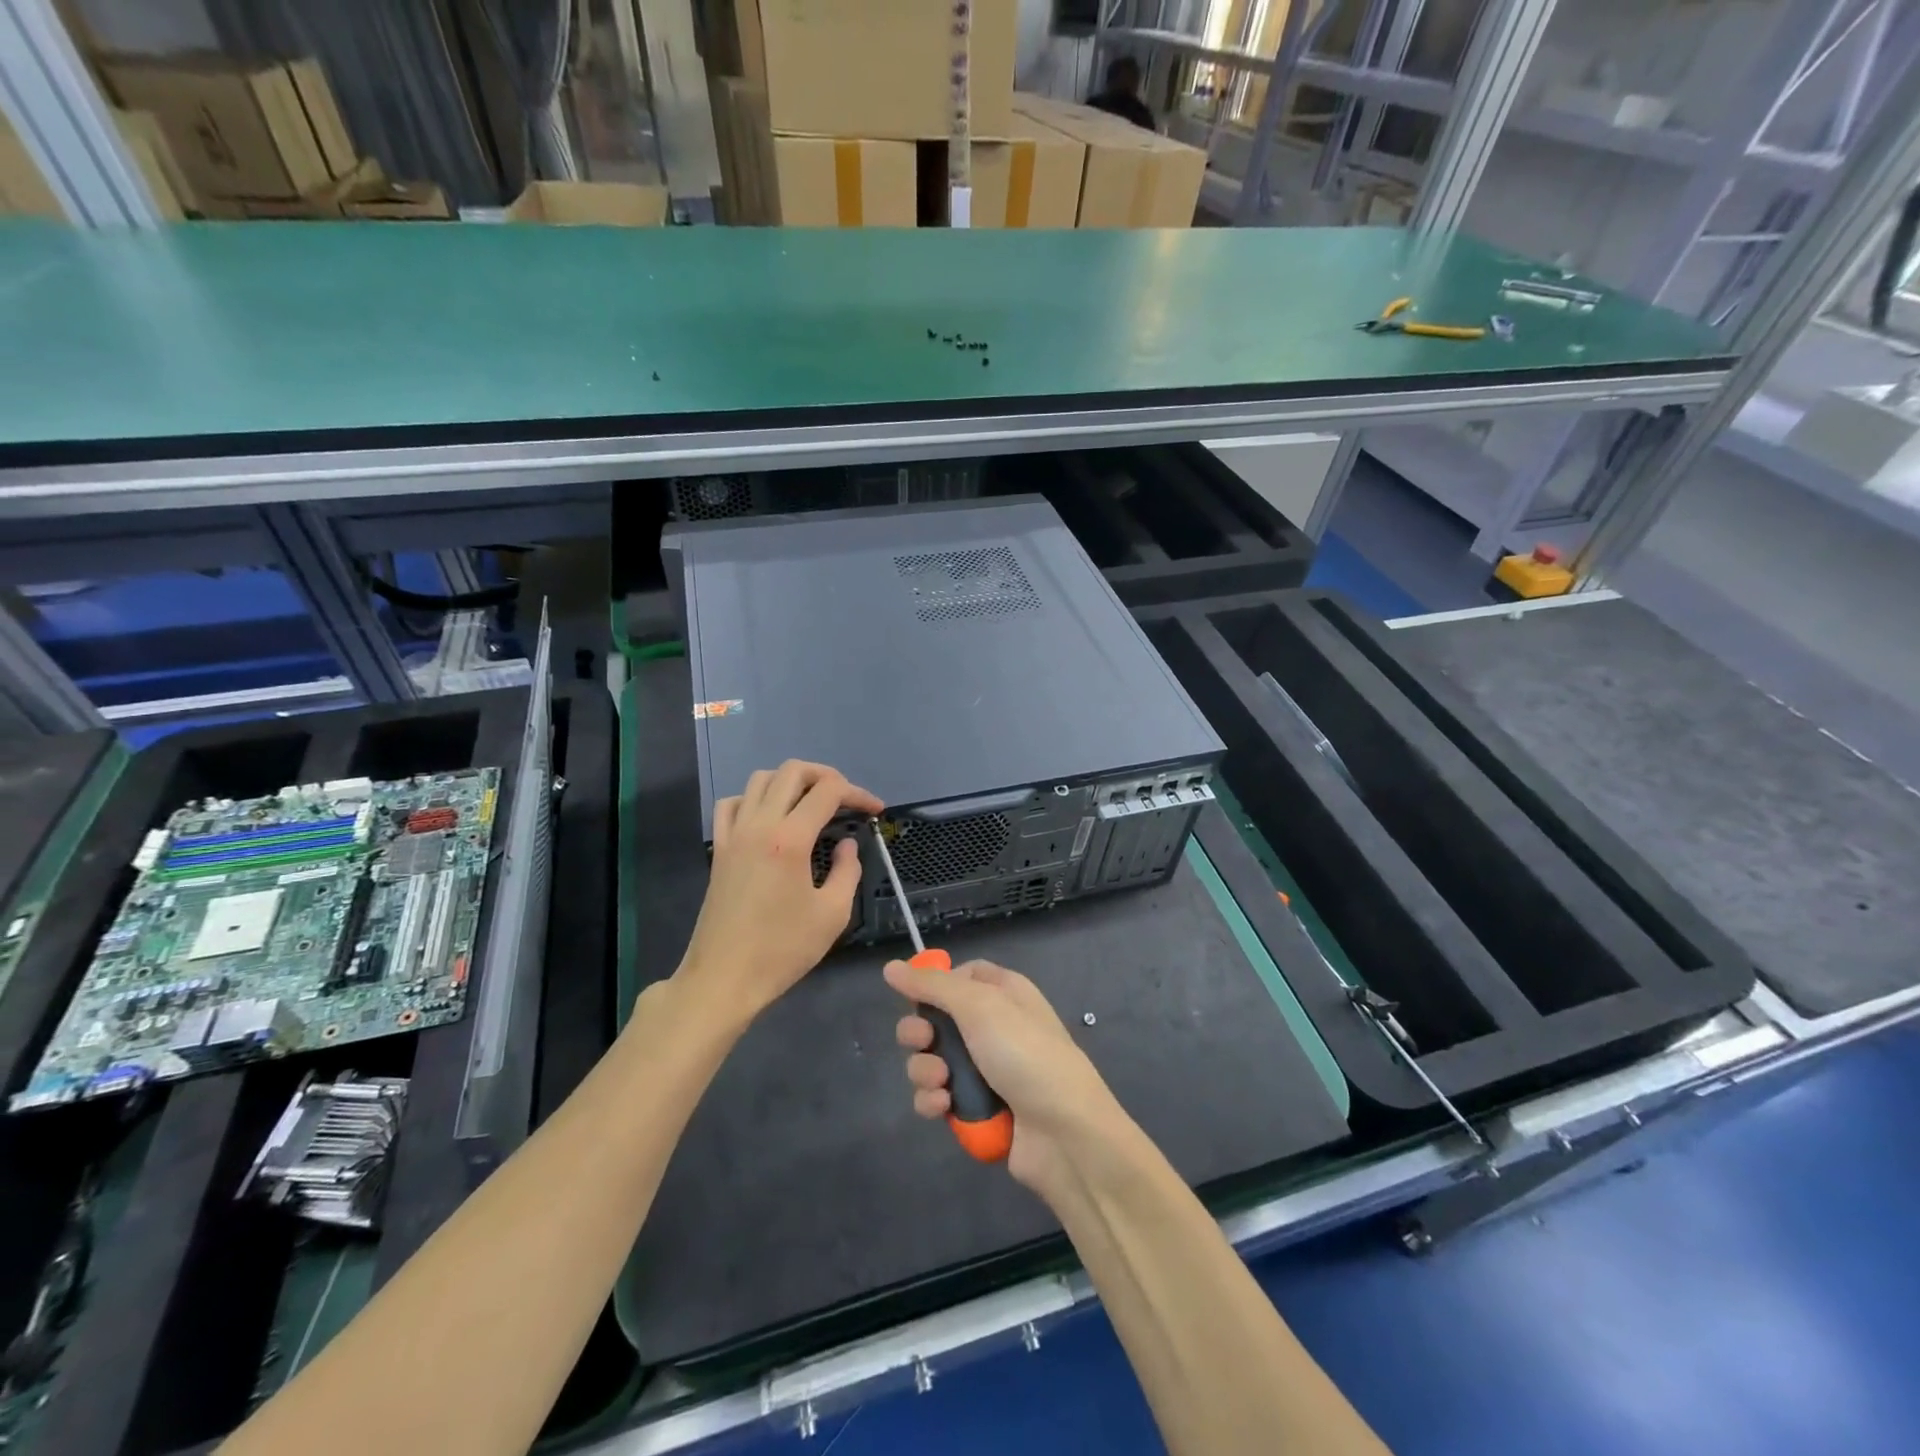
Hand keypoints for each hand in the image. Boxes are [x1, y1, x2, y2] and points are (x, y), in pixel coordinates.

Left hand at [678, 760, 882, 1024]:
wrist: (724, 979)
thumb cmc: (782, 950)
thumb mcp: (832, 914)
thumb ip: (848, 871)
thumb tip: (846, 844)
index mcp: (790, 839)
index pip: (828, 792)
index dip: (858, 794)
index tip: (875, 811)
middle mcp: (759, 825)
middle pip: (792, 771)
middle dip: (826, 776)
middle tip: (847, 799)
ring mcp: (734, 834)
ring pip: (760, 779)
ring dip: (791, 781)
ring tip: (811, 803)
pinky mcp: (719, 849)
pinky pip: (732, 804)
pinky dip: (754, 798)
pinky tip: (769, 816)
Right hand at [885, 959, 1126, 1194]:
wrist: (1064, 1134)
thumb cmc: (1025, 1054)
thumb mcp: (980, 1005)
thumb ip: (932, 985)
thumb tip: (890, 966)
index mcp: (1003, 993)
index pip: (960, 976)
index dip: (934, 984)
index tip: (916, 997)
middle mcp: (993, 1027)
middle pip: (937, 1019)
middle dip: (919, 1032)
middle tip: (921, 1042)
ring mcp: (985, 1071)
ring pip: (932, 1060)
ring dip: (925, 1070)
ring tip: (939, 1082)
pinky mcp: (977, 1110)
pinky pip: (939, 1097)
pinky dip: (933, 1101)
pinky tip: (943, 1108)